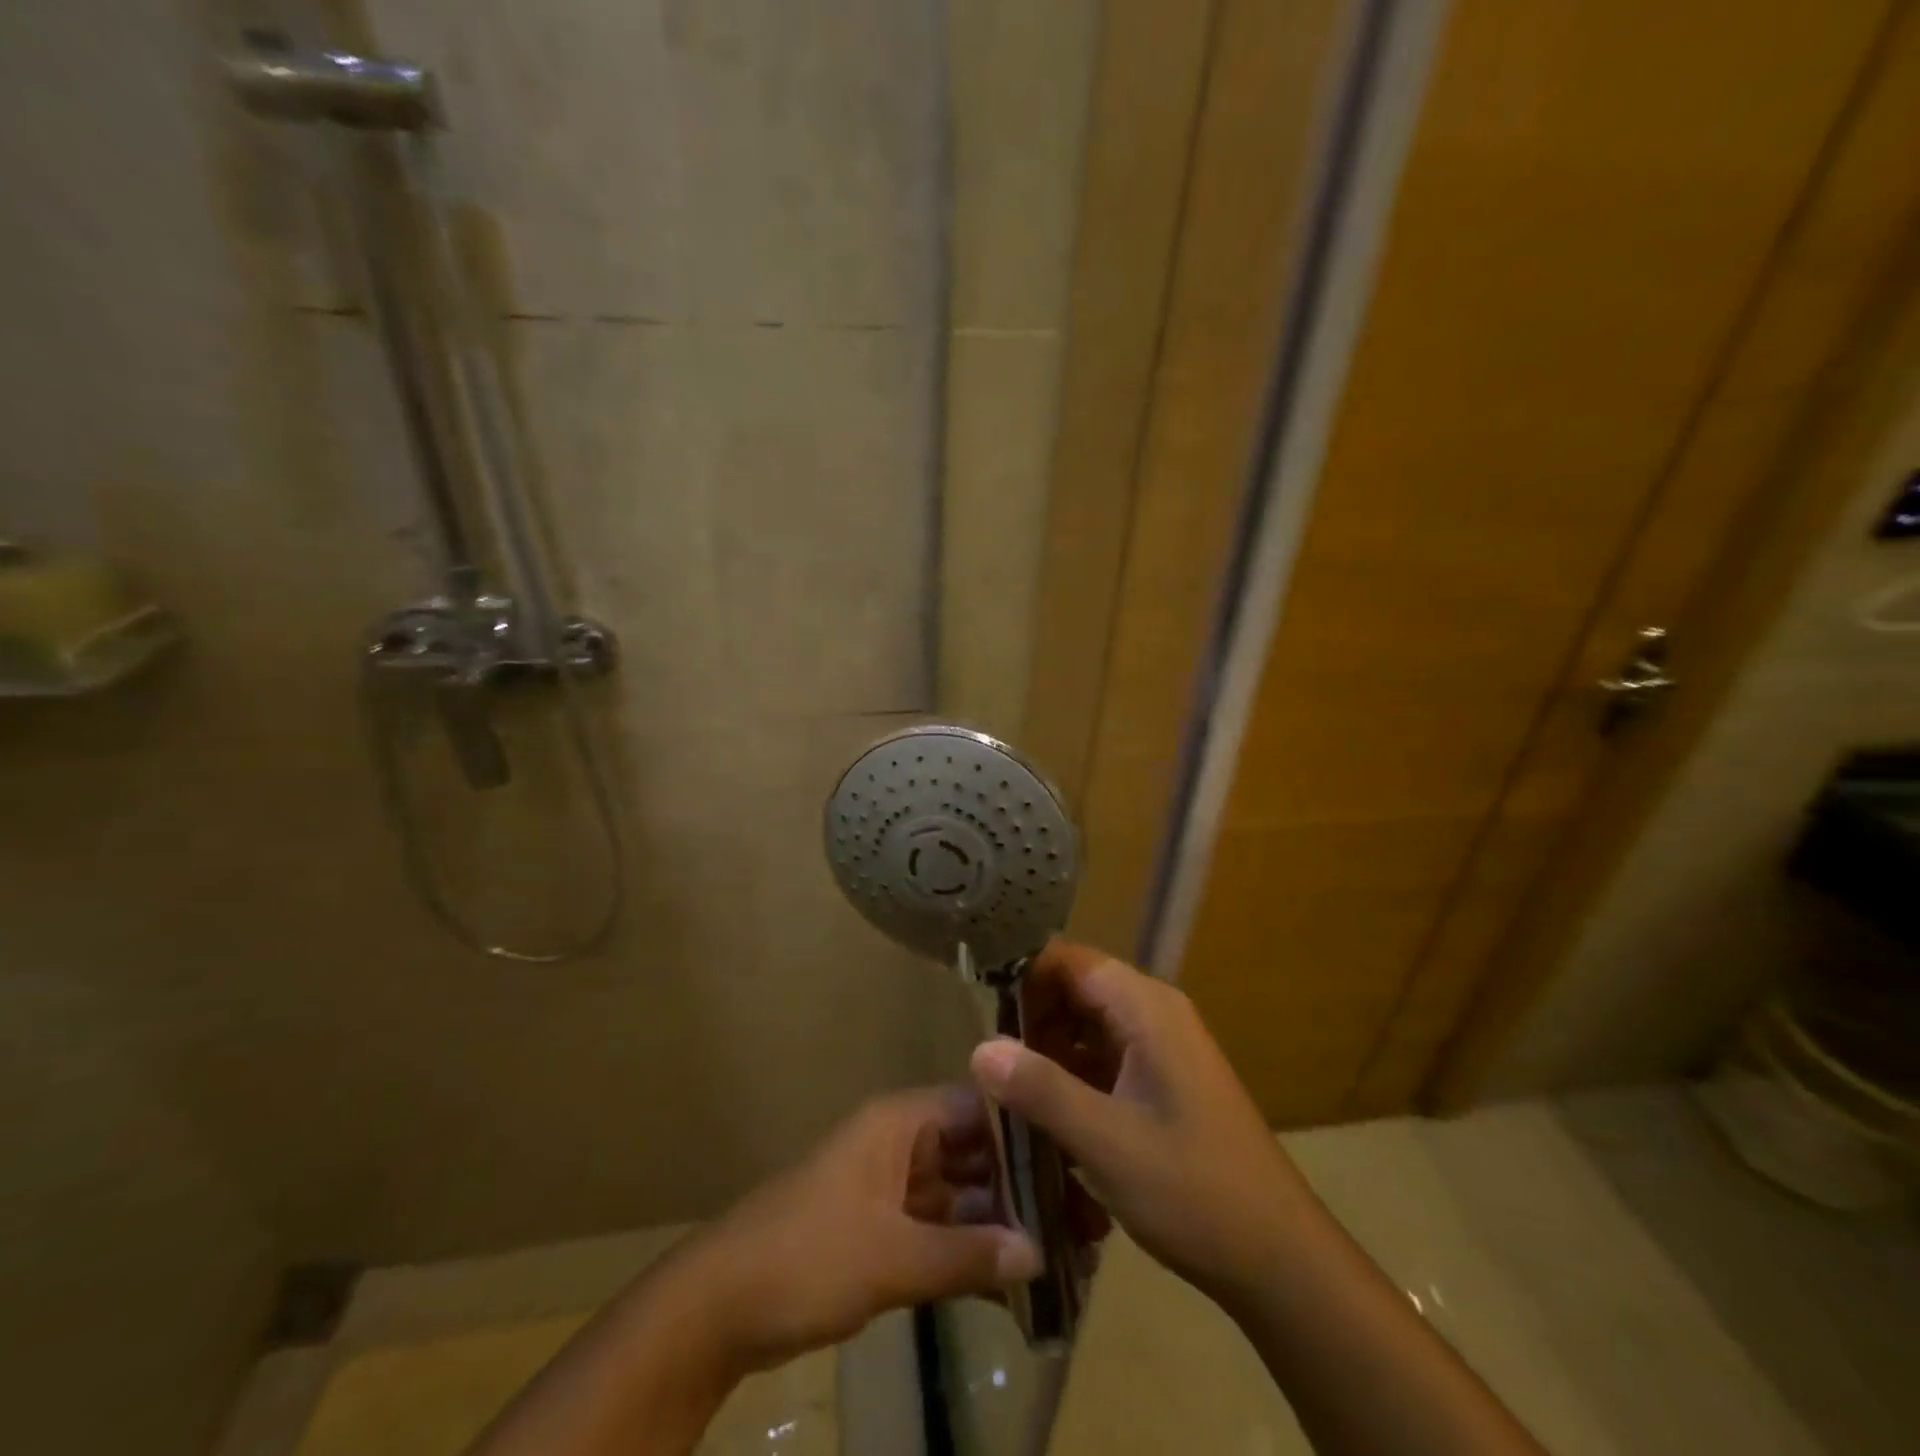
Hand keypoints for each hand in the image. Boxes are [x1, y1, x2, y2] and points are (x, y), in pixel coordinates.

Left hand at [674, 1088, 1041, 1372]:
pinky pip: (938, 1228)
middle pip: (972, 1152)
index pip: (976, 1107)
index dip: (1023, 1132)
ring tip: (1060, 1250)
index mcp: (900, 1123)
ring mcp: (891, 1187)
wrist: (720, 1305)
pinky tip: (1011, 1279)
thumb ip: (966, 1254)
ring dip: (997, 1222)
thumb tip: (1039, 1253)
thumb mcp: (890, 1256)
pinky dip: (968, 1249)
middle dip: (1018, 1185)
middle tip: (1079, 1218)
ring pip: (958, 1194)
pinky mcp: (881, 1228)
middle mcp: (900, 1144)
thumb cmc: (807, 1255)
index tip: (1074, 1164)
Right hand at [971, 940, 1307, 1309]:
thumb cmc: (1194, 1192)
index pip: (1069, 960)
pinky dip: (1073, 1074)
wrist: (1278, 1258)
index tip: (978, 1011)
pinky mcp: (1164, 1079)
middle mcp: (1155, 1012)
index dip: (1022, 977)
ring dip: (1049, 1050)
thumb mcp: (1106, 1142)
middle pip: (1077, 988)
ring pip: (1088, 1024)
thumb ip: (1040, 1089)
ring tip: (1010, 1091)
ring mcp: (1162, 1046)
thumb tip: (979, 1047)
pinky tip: (1048, 1114)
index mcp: (1146, 1008)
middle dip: (1031, 1019)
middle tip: (991, 1063)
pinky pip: (1105, 1055)